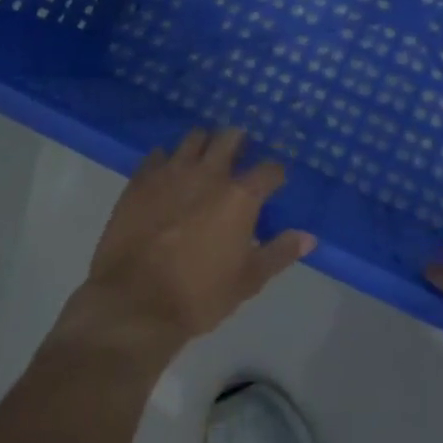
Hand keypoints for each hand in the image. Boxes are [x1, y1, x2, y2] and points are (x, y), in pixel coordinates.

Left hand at [57, 129, 314, 369]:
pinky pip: (157, 155)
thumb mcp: (248, 280)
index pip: (270, 170)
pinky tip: (168, 174)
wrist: (133, 304)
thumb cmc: (199, 295)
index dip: (275, 174)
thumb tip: (309, 237)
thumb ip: (280, 253)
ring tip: (203, 159)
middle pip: (230, 137)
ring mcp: (172, 172)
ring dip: (203, 145)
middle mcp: (209, 173)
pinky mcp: (140, 180)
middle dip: (239, 143)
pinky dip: (167, 160)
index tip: (274, 182)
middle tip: (239, 157)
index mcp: (240, 196)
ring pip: (193, 138)